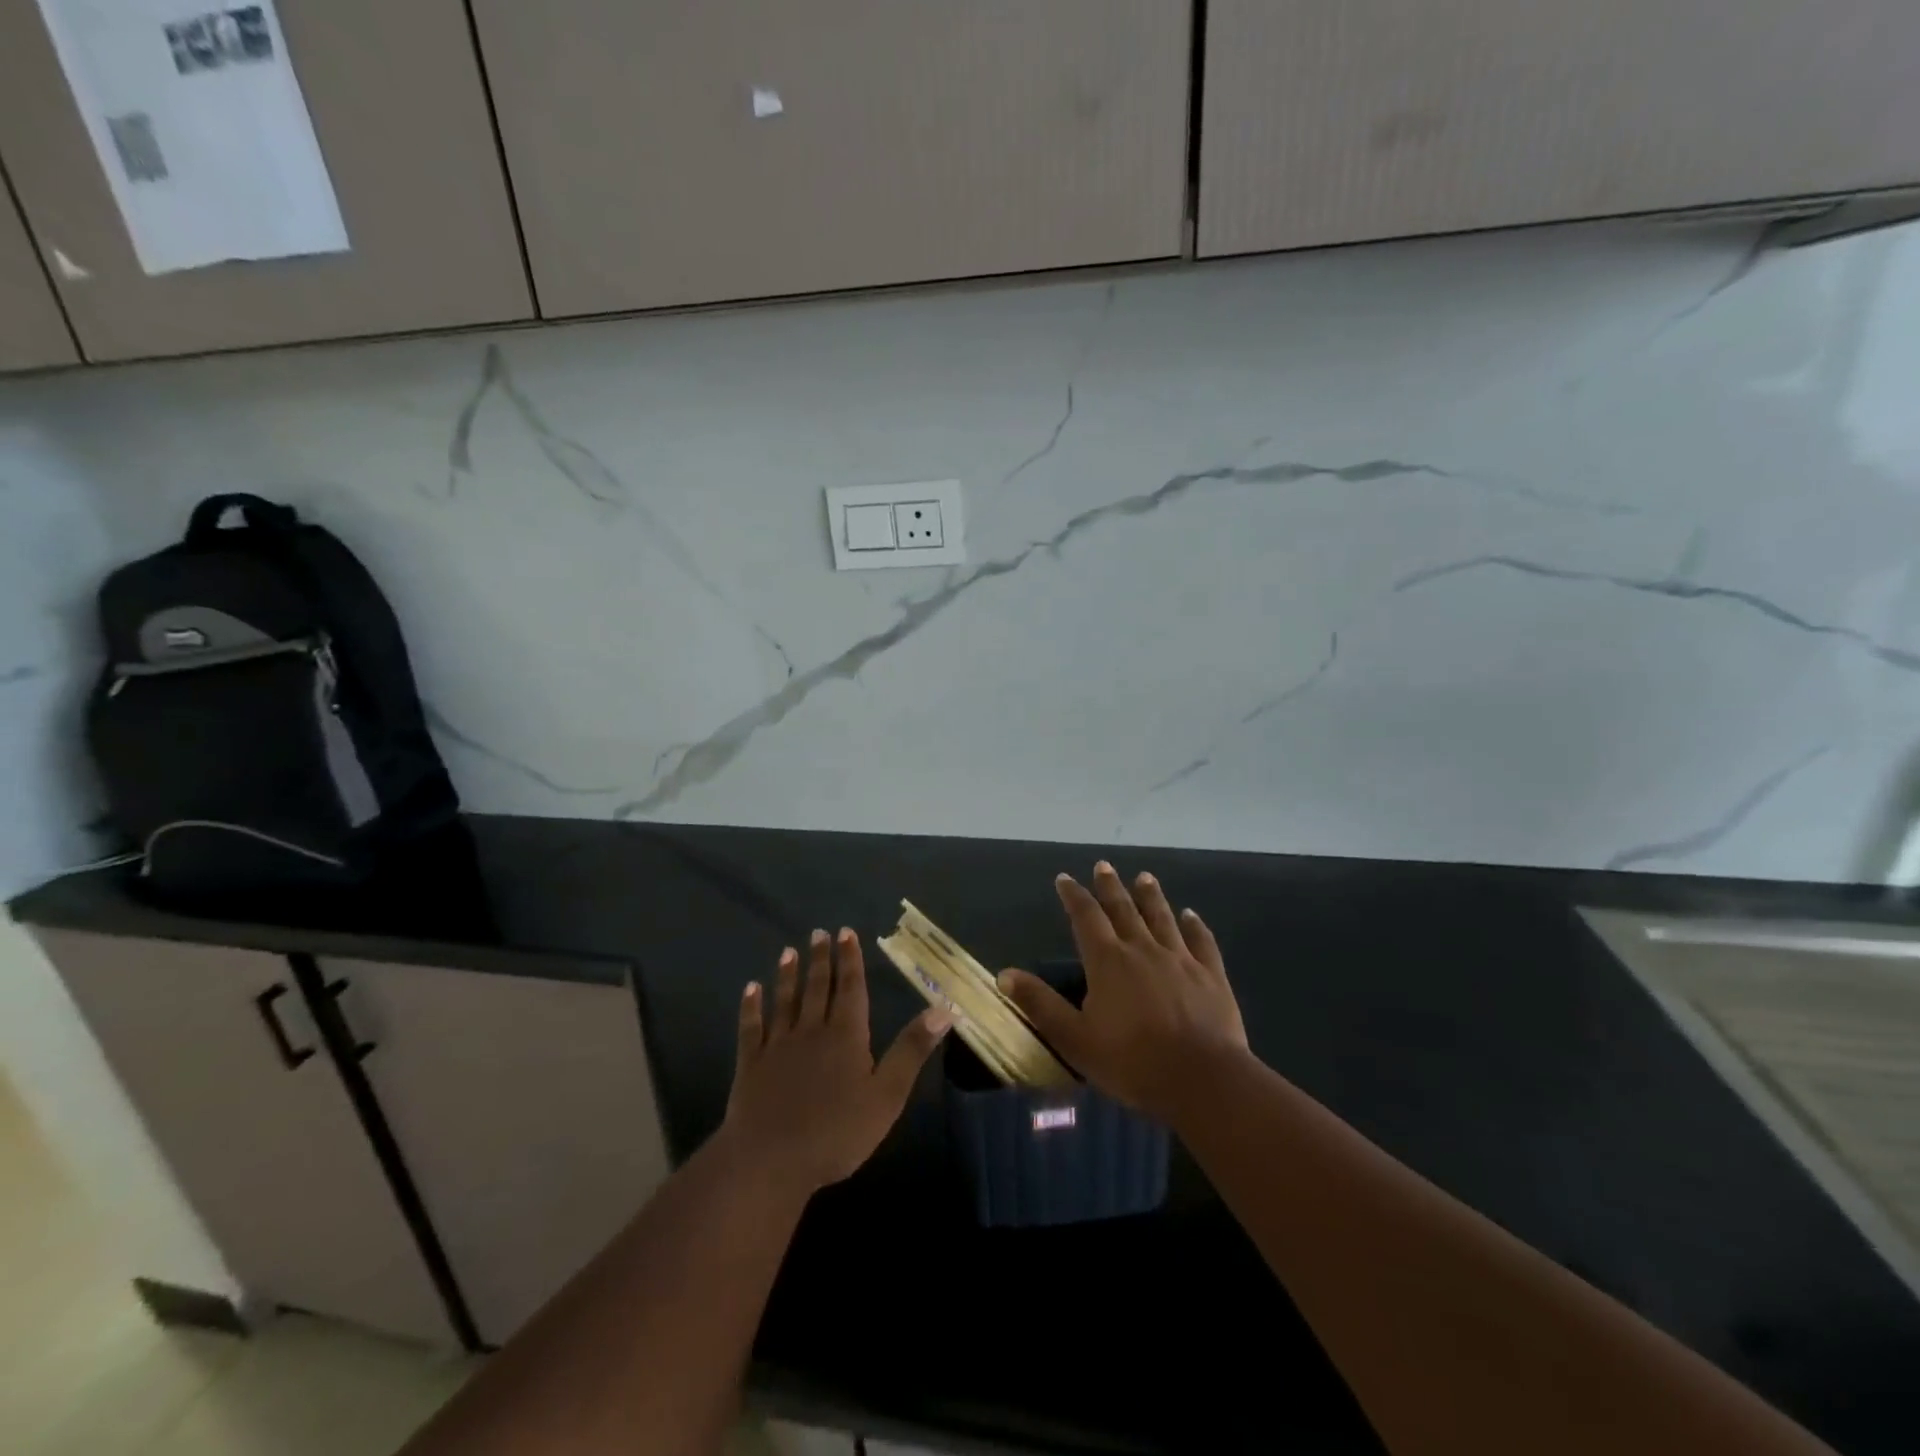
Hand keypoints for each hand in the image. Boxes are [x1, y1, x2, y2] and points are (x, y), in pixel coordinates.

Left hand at [722, 928, 950, 1195]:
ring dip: (788, 976)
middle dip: (820, 959)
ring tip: (788, 952)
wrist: (770, 1161)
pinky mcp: (750, 1065)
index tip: (846, 933)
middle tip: (818, 933)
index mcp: (846, 1035)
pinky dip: (750, 1007)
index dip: (850, 960)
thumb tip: (944, 1009)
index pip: (851, 989)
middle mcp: (811, 1030)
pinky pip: (750, 1028)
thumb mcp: (887, 1094)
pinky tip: (750, 990)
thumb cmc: (837, 1132)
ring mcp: (777, 1046)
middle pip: (818, 988)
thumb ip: (912, 1050)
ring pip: (785, 1002)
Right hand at [999, 862, 1247, 1120]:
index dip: (1073, 896)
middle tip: (1103, 865)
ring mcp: (1181, 960)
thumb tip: (1004, 974)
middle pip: (1123, 909)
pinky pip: (1201, 942)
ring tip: (1144, 877)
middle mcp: (1142, 949)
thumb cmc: (1132, 1062)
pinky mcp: (1211, 976)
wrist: (1202, 1080)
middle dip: (1110, 887)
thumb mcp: (1074, 1038)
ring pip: (1162, 918)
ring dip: (1151, 896)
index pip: (1085, 918)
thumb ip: (1040, 1004)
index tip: (1064, 879)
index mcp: (1108, 961)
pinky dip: (1195, 926)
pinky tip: (1191, 916)